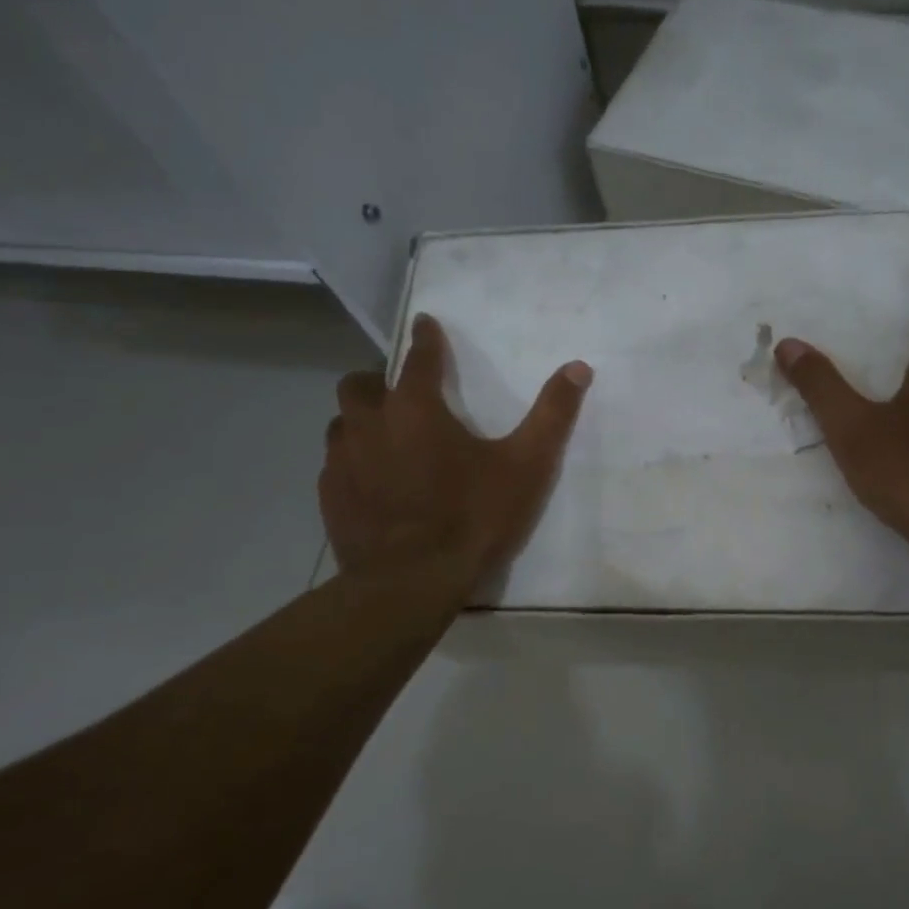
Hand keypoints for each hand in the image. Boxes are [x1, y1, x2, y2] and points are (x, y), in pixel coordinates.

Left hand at [319, 314, 590, 584]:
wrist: (411, 582)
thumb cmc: (473, 517)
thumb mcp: (527, 466)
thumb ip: (552, 415)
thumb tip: (578, 367)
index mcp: (415, 408)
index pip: (418, 357)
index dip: (425, 338)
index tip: (425, 325)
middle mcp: (369, 424)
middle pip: (359, 384)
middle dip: (379, 381)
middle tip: (402, 395)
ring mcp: (342, 462)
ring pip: (341, 424)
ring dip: (361, 422)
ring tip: (386, 439)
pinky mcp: (330, 497)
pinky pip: (334, 465)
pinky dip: (352, 463)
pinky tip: (372, 484)